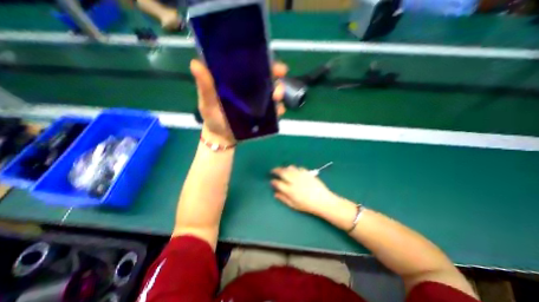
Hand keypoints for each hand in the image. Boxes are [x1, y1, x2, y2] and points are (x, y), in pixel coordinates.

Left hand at [191, 58, 288, 144]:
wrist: (222, 137)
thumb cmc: (213, 118)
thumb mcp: (207, 102)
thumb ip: (205, 87)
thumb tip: (195, 63)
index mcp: (237, 82)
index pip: (252, 68)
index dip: (264, 63)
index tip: (274, 65)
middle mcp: (250, 90)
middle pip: (267, 80)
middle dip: (276, 80)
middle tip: (277, 87)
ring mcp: (257, 103)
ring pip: (273, 94)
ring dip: (279, 94)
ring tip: (277, 99)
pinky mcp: (262, 115)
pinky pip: (273, 110)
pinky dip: (278, 109)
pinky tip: (278, 112)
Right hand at [269, 166, 334, 213]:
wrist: (323, 201)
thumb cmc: (307, 205)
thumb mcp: (294, 205)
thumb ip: (284, 199)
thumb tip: (275, 194)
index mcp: (290, 190)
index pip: (278, 183)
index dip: (273, 182)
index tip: (272, 181)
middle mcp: (294, 181)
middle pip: (282, 172)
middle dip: (276, 170)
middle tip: (273, 170)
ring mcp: (301, 176)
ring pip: (290, 168)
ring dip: (284, 168)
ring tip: (282, 169)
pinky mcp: (307, 173)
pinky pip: (299, 168)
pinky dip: (295, 168)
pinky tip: (294, 171)